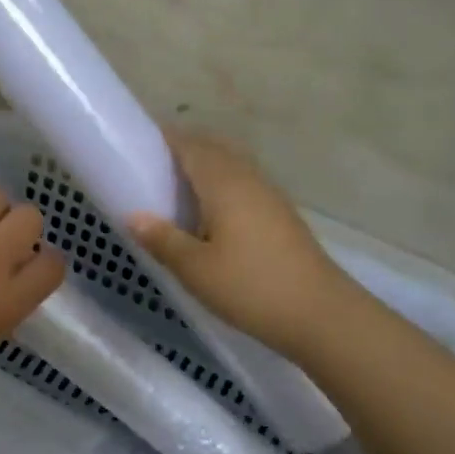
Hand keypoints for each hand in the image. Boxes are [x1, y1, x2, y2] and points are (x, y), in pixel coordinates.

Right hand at [127, 129, 348, 348]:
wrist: (321, 314)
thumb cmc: (250, 287)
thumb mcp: (195, 269)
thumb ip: (161, 239)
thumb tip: (133, 216)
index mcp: (223, 183)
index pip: (189, 145)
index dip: (163, 139)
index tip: (136, 146)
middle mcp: (248, 179)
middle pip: (212, 150)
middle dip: (181, 151)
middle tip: (150, 170)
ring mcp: (269, 196)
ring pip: (230, 167)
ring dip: (203, 169)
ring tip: (175, 192)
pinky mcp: (281, 215)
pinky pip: (243, 185)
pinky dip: (221, 187)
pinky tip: (209, 216)